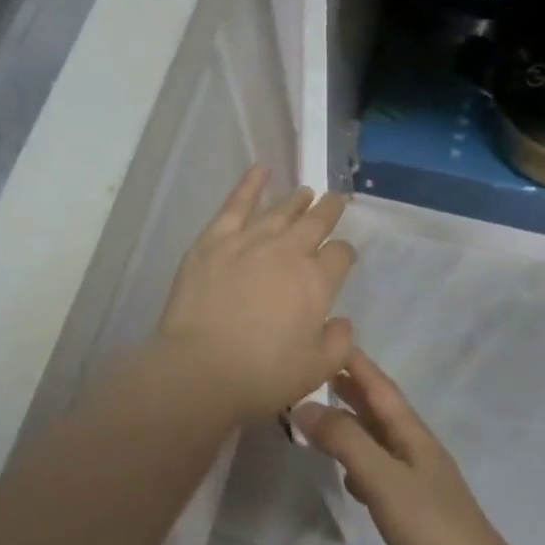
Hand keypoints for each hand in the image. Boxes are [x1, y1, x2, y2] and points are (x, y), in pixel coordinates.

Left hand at [151, 167, 355, 423]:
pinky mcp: (214, 239)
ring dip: (297, 200)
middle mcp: (288, 252)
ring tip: (306, 192)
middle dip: (329, 210)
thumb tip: (342, 321)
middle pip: (315, 222)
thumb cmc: (262, 376)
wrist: (201, 369)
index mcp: (317, 282)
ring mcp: (250, 240)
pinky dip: (251, 183)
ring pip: (280, 210)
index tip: (342, 255)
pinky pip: (237, 203)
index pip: (340, 254)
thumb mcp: (315, 370)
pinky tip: (262, 169)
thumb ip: (338, 343)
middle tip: (336, 200)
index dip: (344, 253)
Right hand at [294, 349, 532, 544]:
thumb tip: (304, 407)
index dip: (354, 362)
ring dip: (351, 425)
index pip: (379, 386)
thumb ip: (345, 441)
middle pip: (379, 409)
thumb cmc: (431, 528)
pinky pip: (380, 472)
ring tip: (319, 419)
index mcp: (412, 434)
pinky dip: (359, 464)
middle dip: (349, 388)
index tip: (327, 336)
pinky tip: (346, 477)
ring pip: (377, 440)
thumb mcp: (383, 479)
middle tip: (311, 373)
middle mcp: (415, 449)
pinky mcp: (414, 511)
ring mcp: (417, 481)